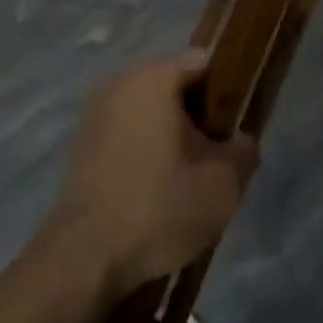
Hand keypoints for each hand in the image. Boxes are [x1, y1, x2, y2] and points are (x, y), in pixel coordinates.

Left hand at [45, 54, 257, 300]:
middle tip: (213, 157)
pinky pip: (125, 131)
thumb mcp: (222, 186)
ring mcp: (95, 110)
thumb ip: (243, 152)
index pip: (204, 63)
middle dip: (196, 116)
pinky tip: (152, 188)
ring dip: (168, 134)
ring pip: (148, 110)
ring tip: (184, 177)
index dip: (226, 92)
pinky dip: (142, 148)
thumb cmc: (158, 208)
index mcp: (155, 76)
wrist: (83, 258)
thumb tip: (239, 141)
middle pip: (174, 85)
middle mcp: (121, 80)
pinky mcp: (80, 141)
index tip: (233, 128)